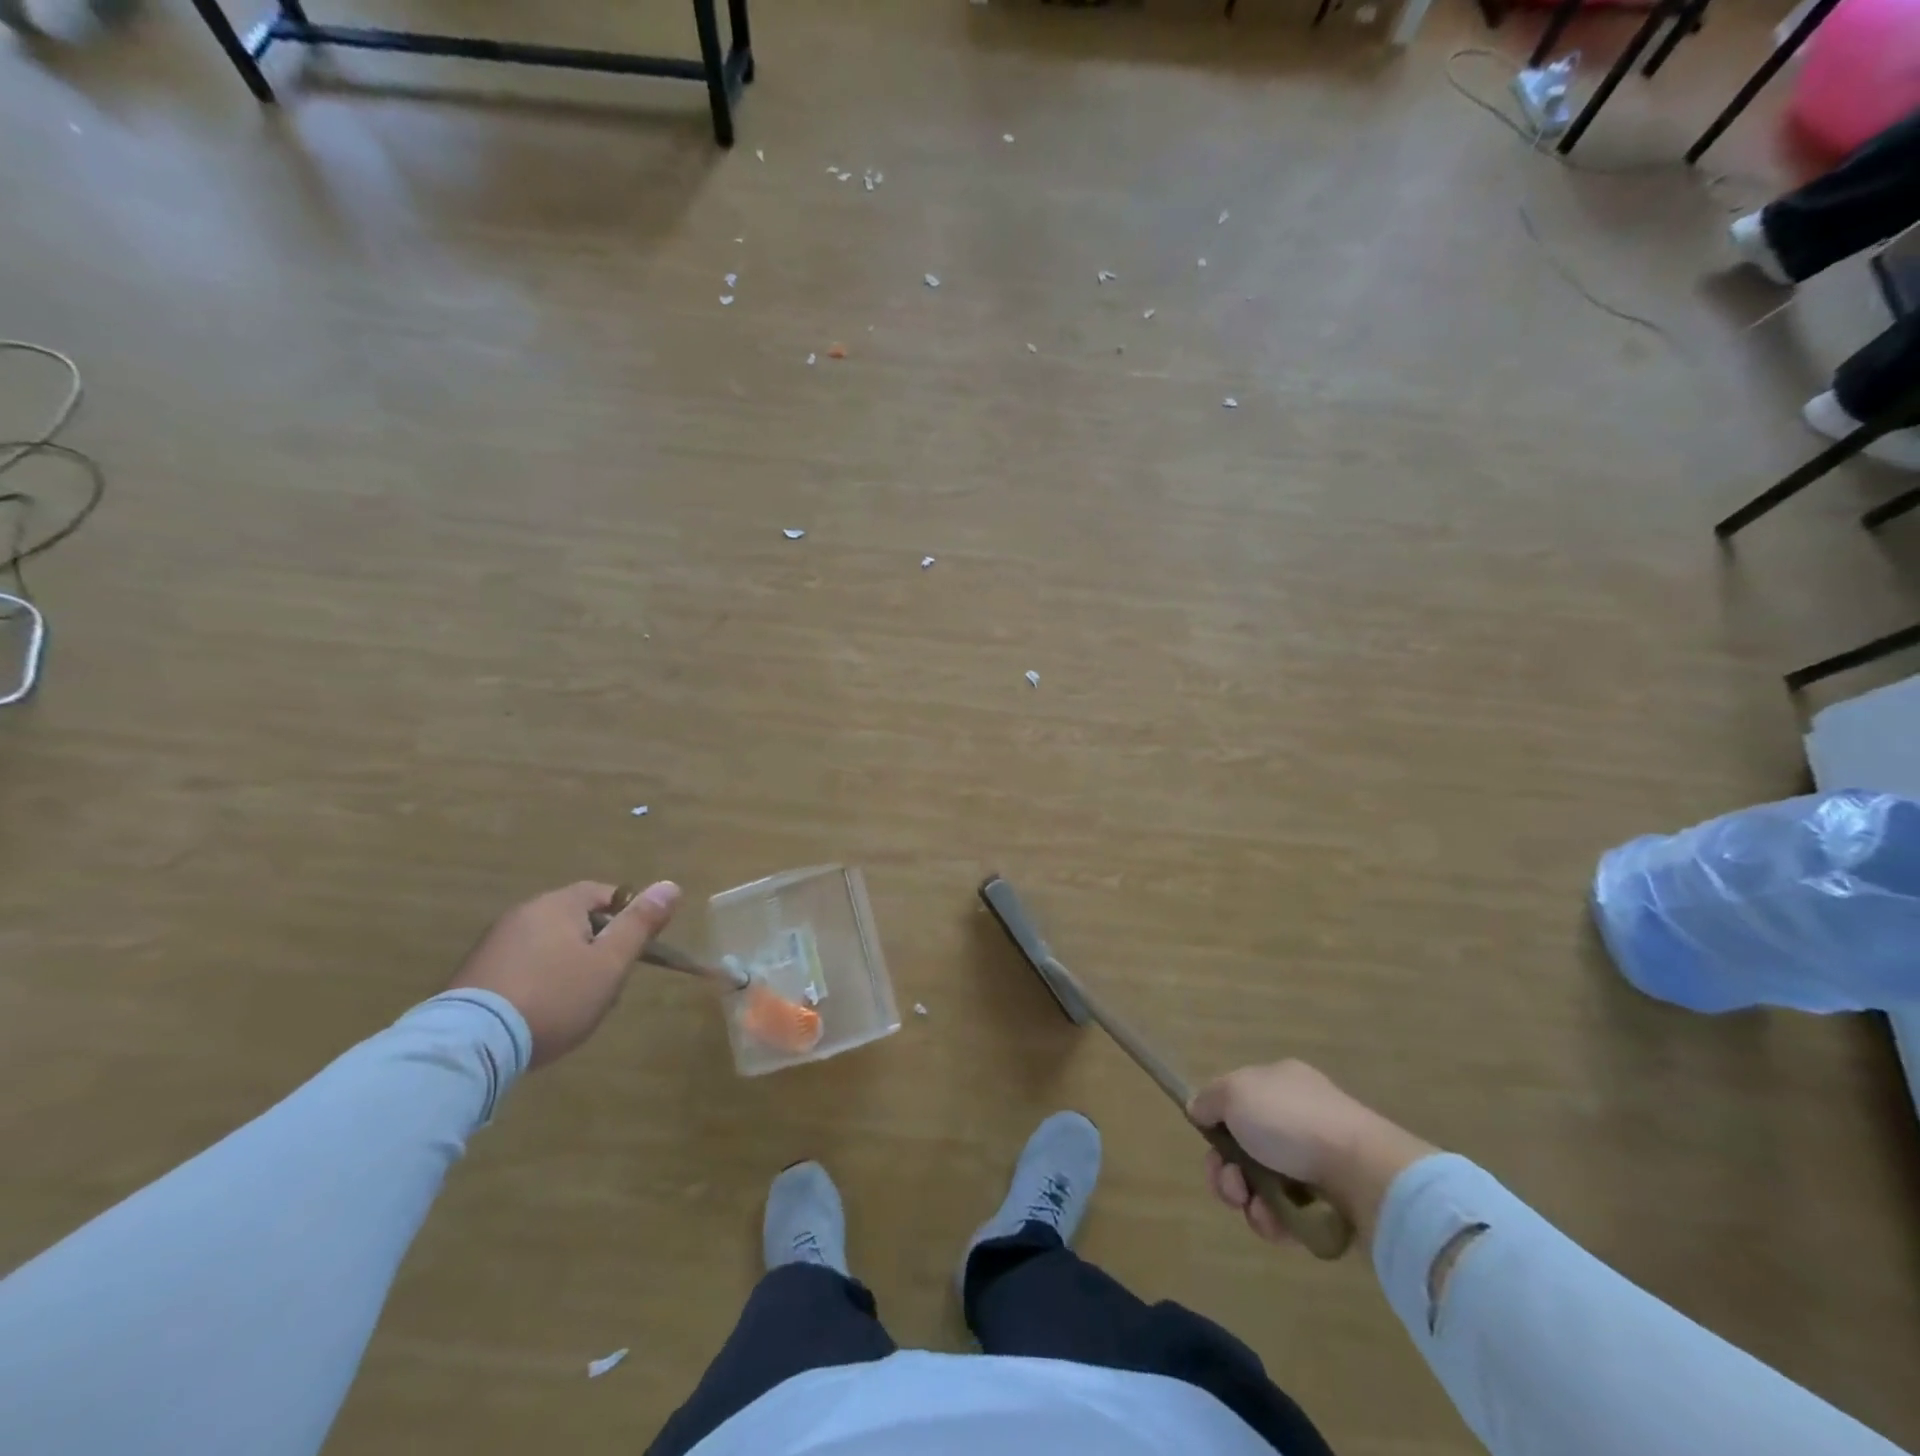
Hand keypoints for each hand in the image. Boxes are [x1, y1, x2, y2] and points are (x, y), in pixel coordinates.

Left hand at [446, 880, 679, 1067]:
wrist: (470, 1045)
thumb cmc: (555, 997)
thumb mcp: (610, 963)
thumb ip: (640, 924)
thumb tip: (670, 885)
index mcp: (558, 904)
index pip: (604, 893)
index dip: (627, 916)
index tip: (636, 948)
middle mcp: (523, 913)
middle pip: (575, 919)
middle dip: (597, 946)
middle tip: (609, 982)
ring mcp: (493, 942)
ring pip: (548, 944)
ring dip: (568, 965)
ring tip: (575, 1004)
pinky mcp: (473, 973)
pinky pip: (521, 966)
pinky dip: (538, 980)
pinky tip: (540, 1012)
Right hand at [1188, 1060, 1435, 1245]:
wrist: (1365, 1173)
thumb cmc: (1293, 1122)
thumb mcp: (1235, 1093)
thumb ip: (1209, 1099)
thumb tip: (1199, 1109)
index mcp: (1279, 1083)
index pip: (1235, 1103)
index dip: (1215, 1126)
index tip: (1209, 1144)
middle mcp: (1298, 1117)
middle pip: (1244, 1148)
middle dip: (1227, 1172)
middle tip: (1231, 1187)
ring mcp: (1318, 1160)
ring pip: (1263, 1185)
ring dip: (1248, 1201)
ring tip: (1257, 1210)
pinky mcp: (1333, 1203)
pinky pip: (1289, 1213)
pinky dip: (1275, 1221)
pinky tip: (1277, 1223)